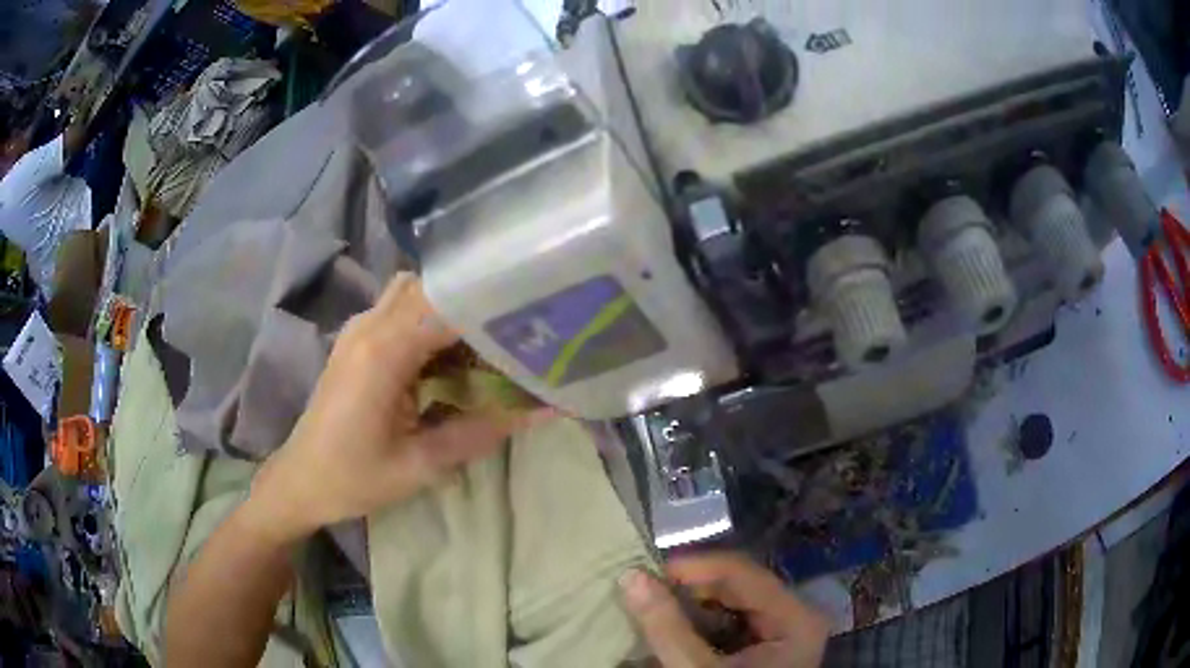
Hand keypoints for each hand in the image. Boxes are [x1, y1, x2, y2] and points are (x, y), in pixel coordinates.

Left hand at [248, 273, 541, 544]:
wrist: (301, 480)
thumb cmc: (355, 478)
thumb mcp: (423, 464)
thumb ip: (484, 431)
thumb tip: (546, 409)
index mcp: (383, 350)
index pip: (447, 301)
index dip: (491, 300)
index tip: (534, 312)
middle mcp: (370, 325)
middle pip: (432, 285)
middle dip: (474, 300)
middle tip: (517, 327)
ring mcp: (359, 328)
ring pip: (415, 291)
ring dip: (451, 309)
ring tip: (487, 341)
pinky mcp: (357, 339)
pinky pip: (401, 310)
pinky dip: (431, 320)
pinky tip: (450, 355)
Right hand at [620, 553, 829, 667]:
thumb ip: (667, 626)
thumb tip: (631, 576)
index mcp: (796, 618)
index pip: (741, 572)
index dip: (692, 567)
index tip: (645, 571)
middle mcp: (796, 616)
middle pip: (738, 586)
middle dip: (689, 588)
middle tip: (644, 589)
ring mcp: (784, 631)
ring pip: (733, 602)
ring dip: (692, 604)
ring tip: (653, 604)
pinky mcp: (768, 646)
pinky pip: (733, 621)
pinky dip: (701, 622)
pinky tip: (676, 626)